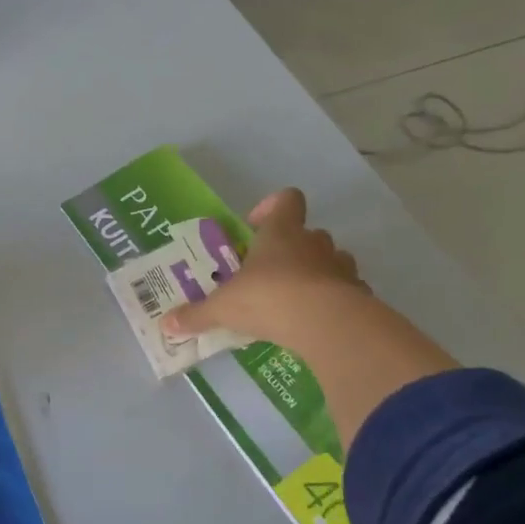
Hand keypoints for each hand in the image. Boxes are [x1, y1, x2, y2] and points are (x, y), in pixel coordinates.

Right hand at [162, 188, 363, 347]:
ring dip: (317, 273)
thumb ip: (197, 314)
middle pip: (309, 233)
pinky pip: (347, 291)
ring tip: (295, 299)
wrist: (324, 324)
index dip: (272, 207)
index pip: (286, 200)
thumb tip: (166, 324)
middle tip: (269, 273)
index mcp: (281, 232)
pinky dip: (335, 302)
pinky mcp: (358, 294)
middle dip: (292, 249)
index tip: (255, 226)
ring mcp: (340, 267)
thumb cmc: (267, 298)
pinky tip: (317, 322)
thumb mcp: (223, 308)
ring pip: (332, 260)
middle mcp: (314, 242)